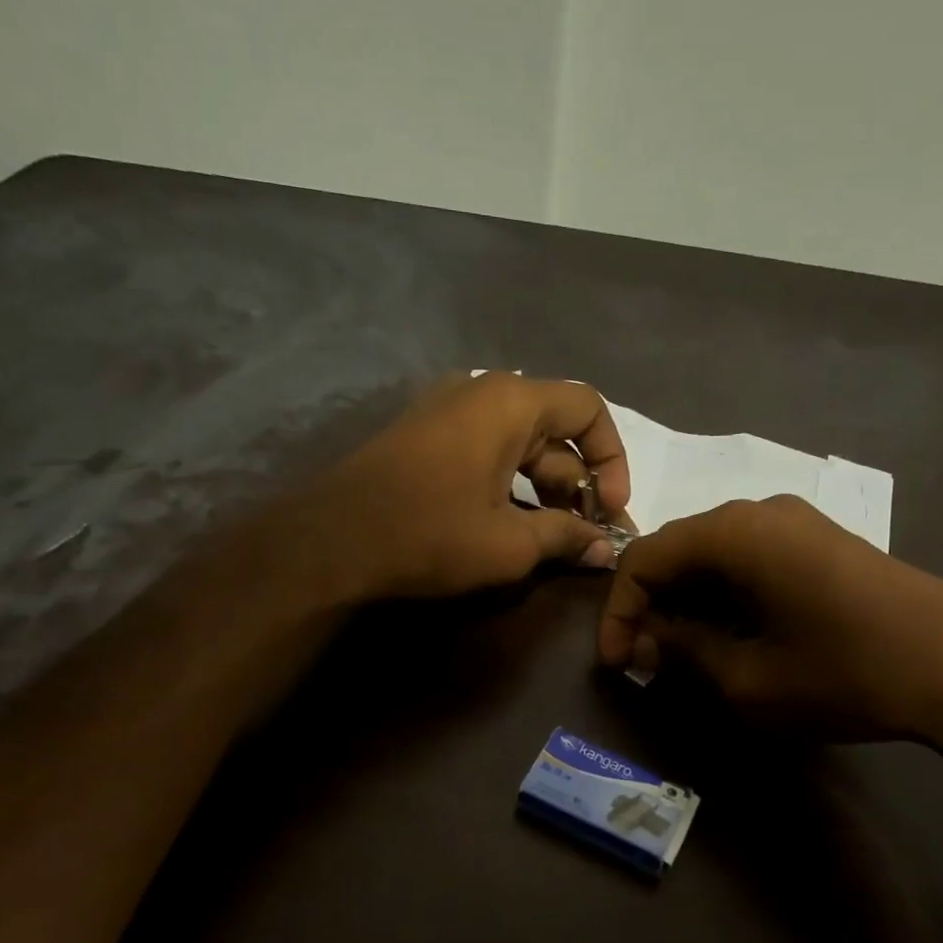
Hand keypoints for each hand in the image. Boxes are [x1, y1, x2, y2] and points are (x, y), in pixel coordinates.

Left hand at [308, 371, 631, 598]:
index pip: (588, 408)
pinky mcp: (424, 438)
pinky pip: (486, 452)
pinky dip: (510, 485)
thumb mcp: (509, 544)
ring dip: (546, 490)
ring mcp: (447, 412)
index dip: (612, 459)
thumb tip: (604, 550)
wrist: (330, 542)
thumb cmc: (430, 534)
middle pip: (555, 429)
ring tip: (556, 540)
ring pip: (519, 445)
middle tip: (589, 537)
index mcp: (511, 402)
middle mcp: (481, 393)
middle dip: (580, 485)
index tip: (610, 509)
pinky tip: (513, 527)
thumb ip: (566, 538)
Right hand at [597, 495, 942, 766]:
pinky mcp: (825, 544)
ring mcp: (798, 523)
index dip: (619, 611)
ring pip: (717, 556)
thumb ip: (683, 652)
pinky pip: (754, 560)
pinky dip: (728, 596)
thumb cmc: (842, 672)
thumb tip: (650, 641)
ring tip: (688, 656)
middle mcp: (759, 511)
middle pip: (679, 551)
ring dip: (691, 603)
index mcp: (731, 533)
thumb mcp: (746, 679)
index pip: (644, 558)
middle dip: (654, 607)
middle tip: (647, 662)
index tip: (618, 663)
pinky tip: (736, 636)